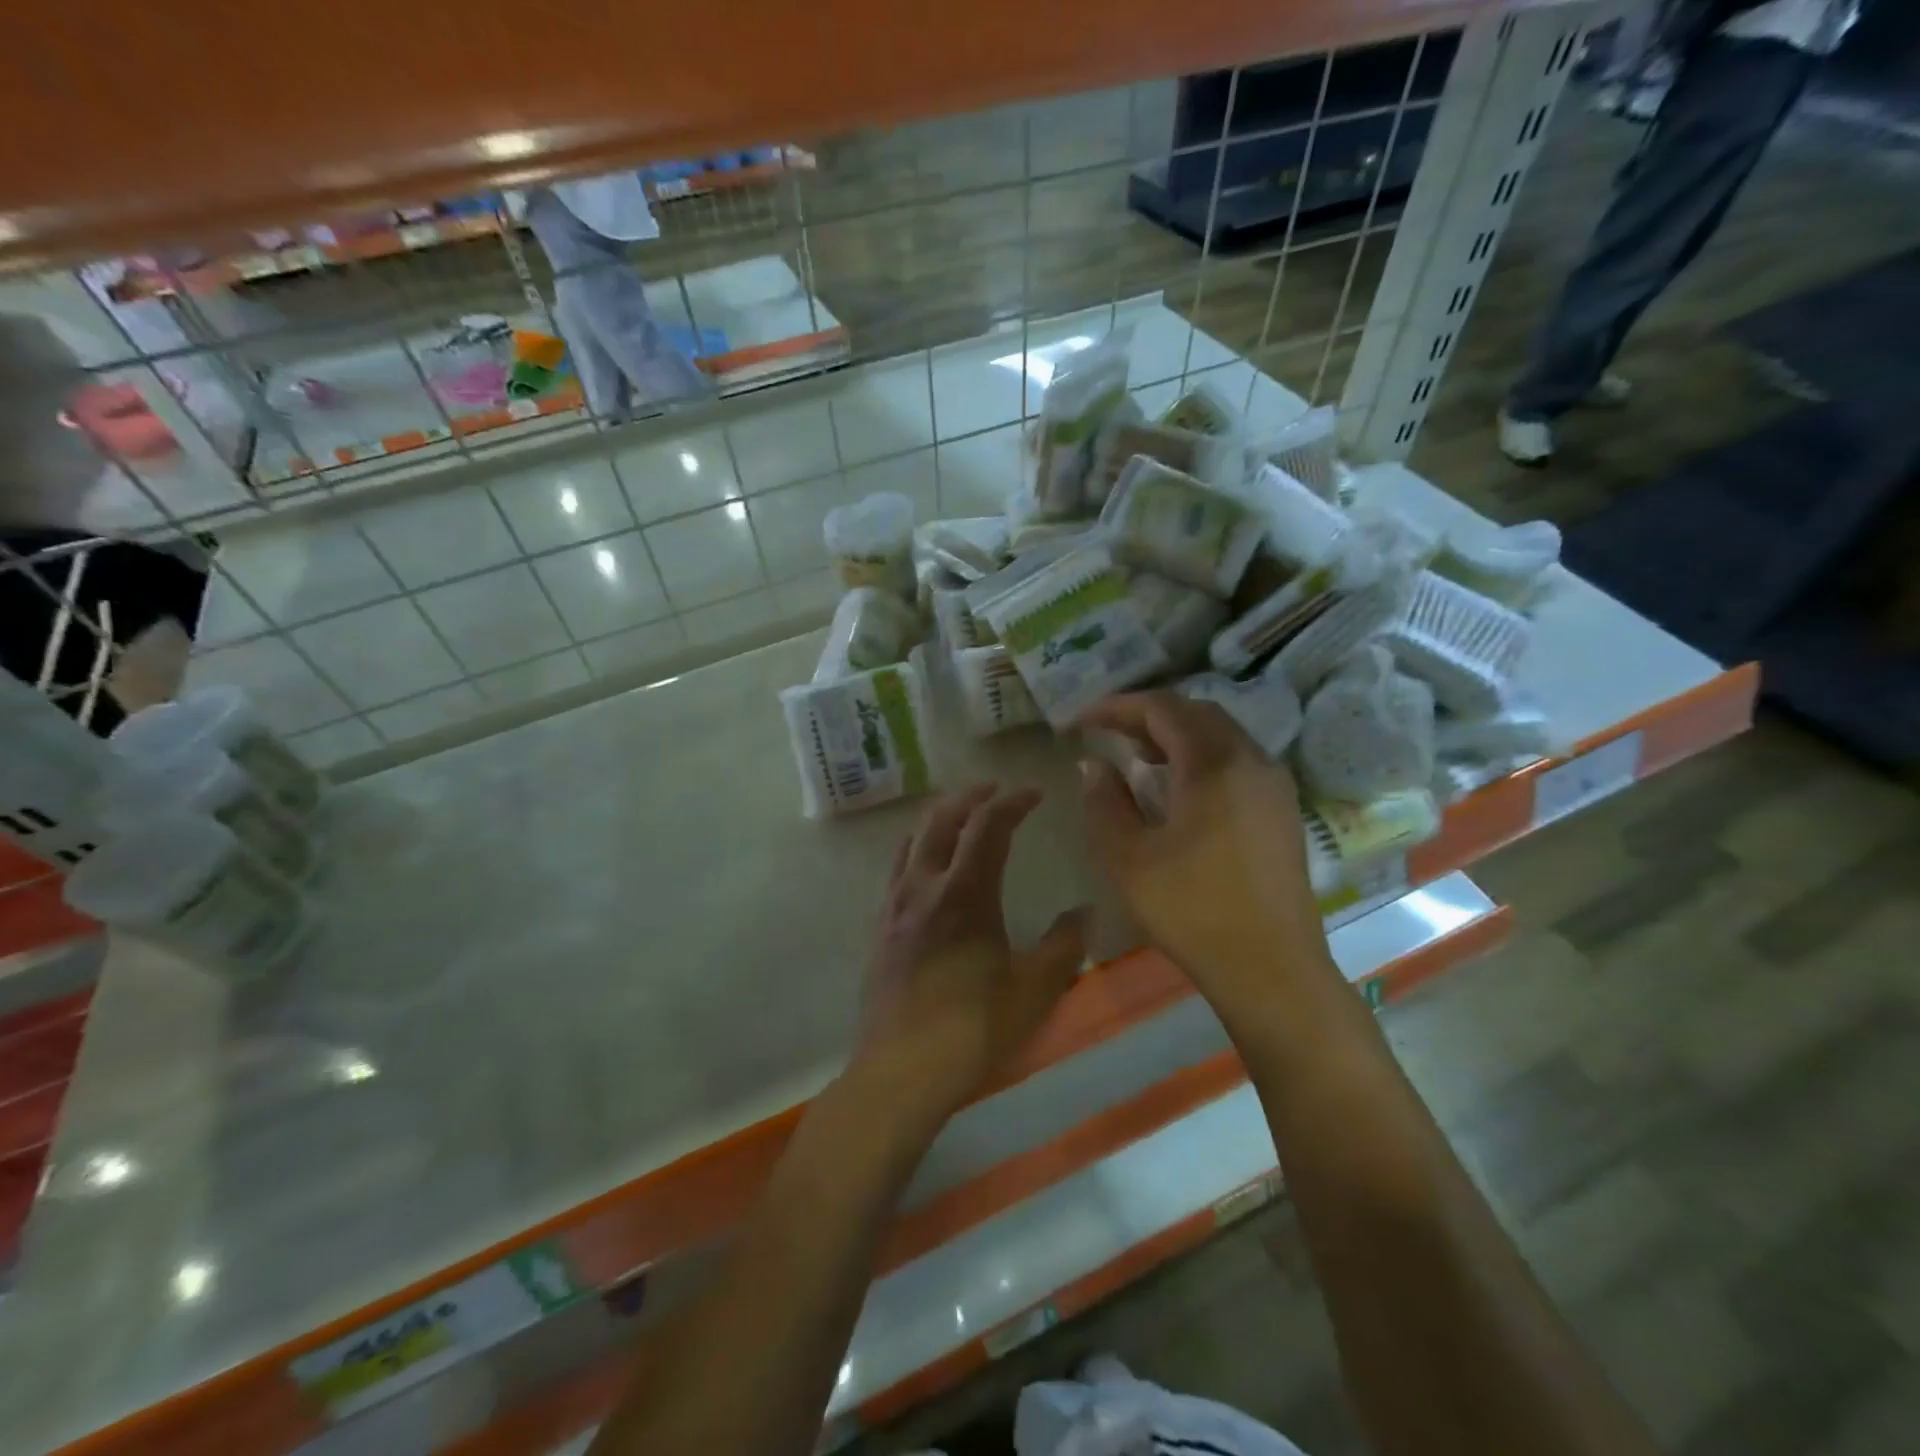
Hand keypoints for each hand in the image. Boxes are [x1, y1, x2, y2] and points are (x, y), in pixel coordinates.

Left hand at [855, 784, 1089, 1117]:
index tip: (1034, 793)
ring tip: (962, 815)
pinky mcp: (880, 929)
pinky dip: (919, 847)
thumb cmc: (973, 1029)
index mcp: (964, 892)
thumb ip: (1064, 944)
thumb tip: (1085, 911)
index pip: (988, 826)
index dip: (1012, 802)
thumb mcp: (1035, 989)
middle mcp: (924, 886)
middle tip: (996, 790)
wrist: (901, 1071)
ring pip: (914, 840)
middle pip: (943, 820)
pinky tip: (929, 866)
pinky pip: (898, 868)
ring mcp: (895, 906)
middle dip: (971, 797)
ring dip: (941, 818)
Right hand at [1079, 693, 1329, 1009]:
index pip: (1162, 709)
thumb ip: (1104, 801)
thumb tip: (1093, 764)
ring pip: (1220, 735)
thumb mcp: (1128, 857)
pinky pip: (1237, 760)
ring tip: (1136, 757)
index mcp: (1215, 764)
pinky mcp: (1282, 810)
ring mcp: (1274, 785)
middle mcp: (1252, 760)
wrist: (1271, 970)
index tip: (1078, 722)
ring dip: (1175, 735)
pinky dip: (1200, 757)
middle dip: (1146, 715)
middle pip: (1195, 713)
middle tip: (1106, 734)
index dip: (1115, 707)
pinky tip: (1178, 788)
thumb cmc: (1192, 911)